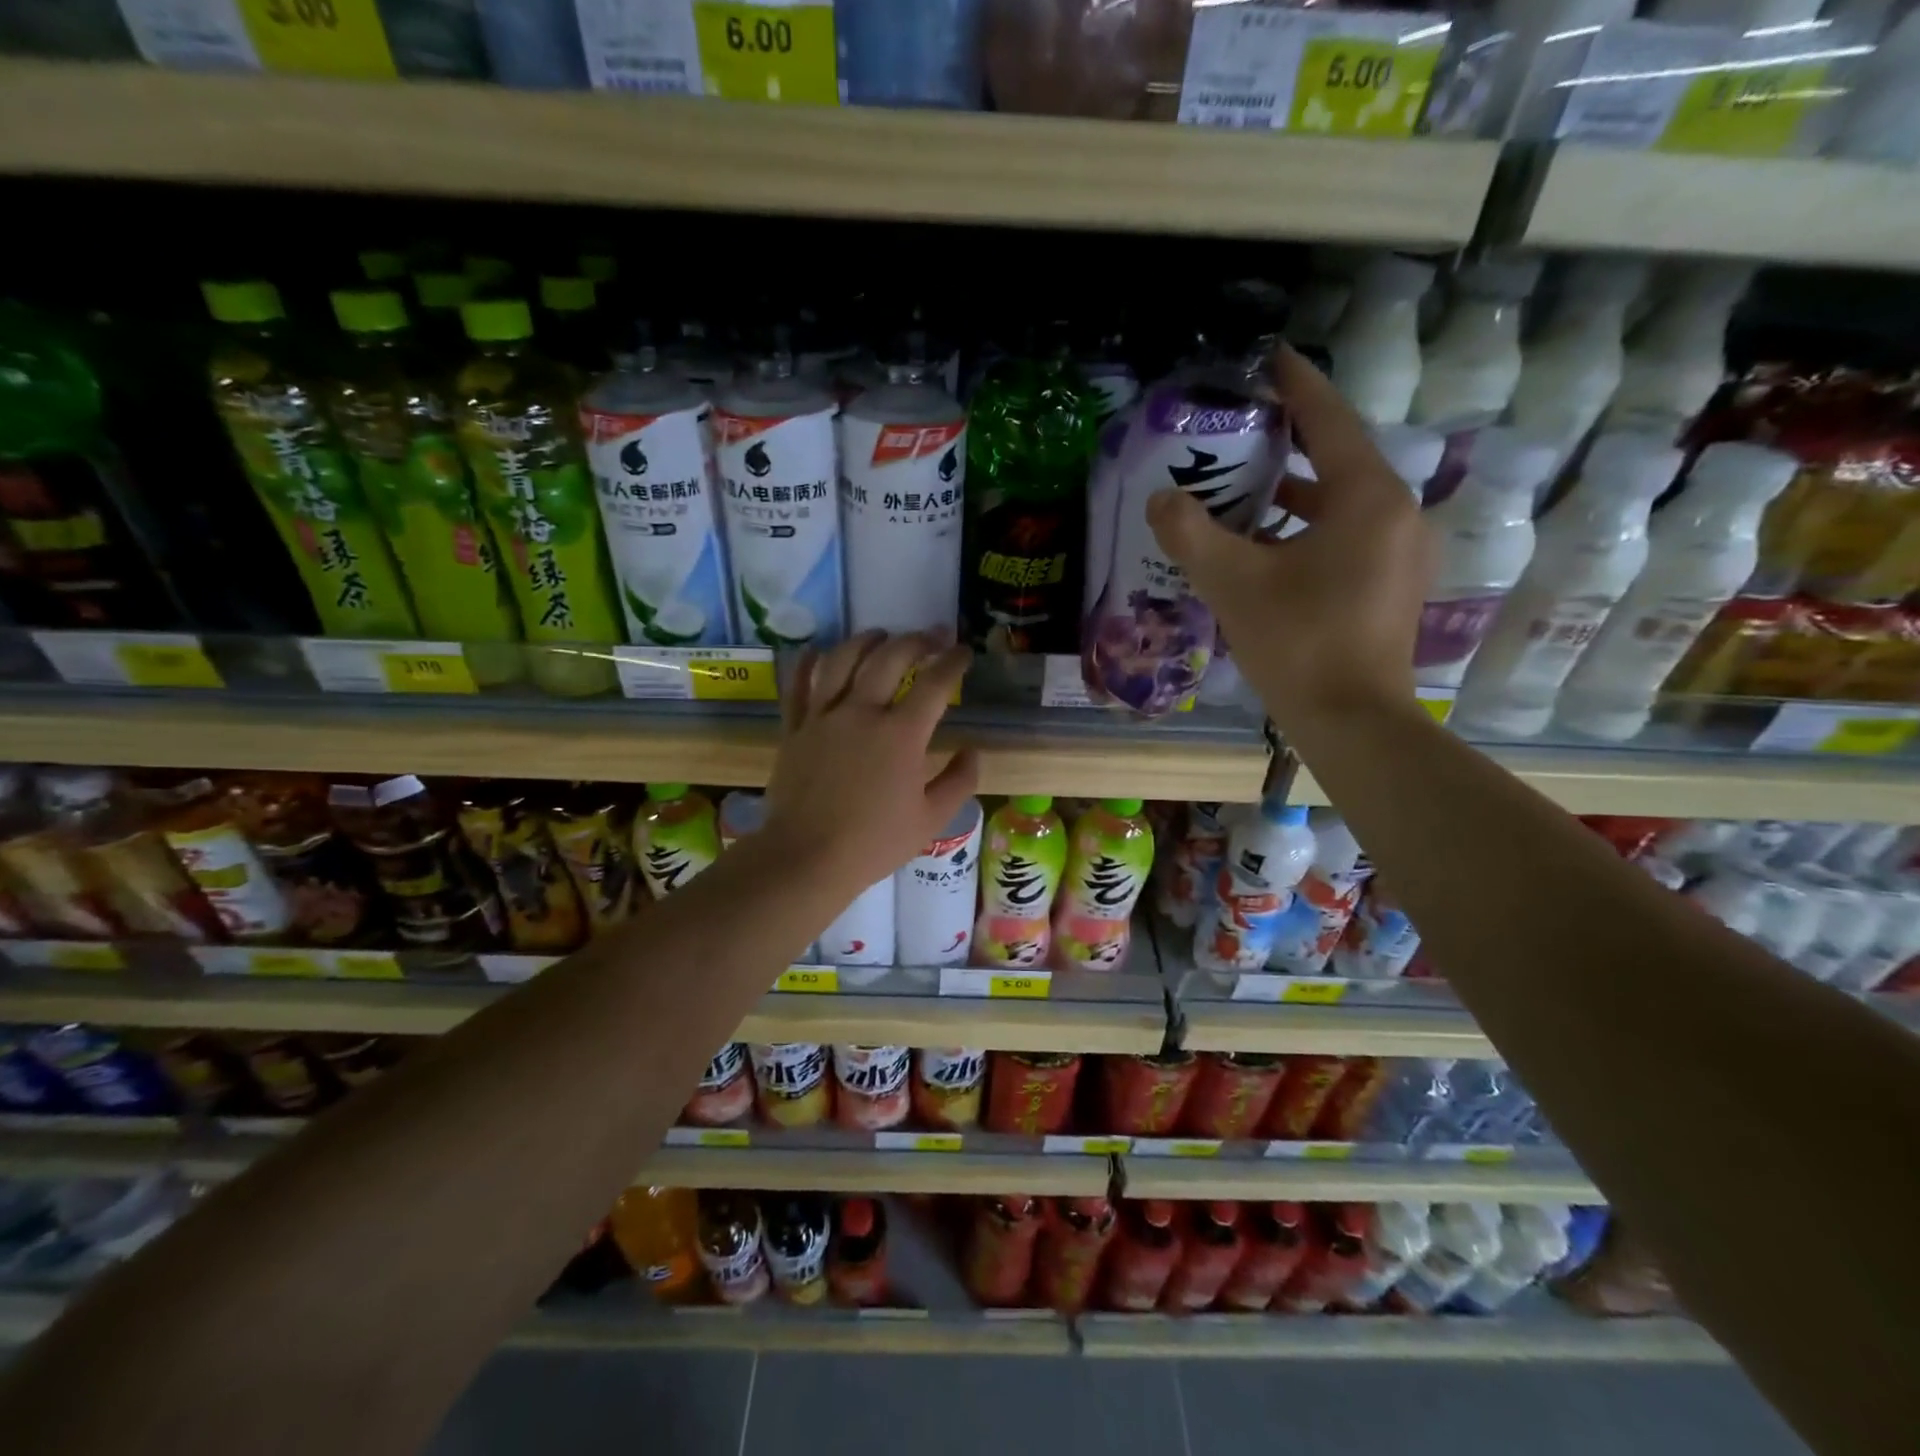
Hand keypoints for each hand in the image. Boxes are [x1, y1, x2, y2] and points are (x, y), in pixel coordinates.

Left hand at [763, 631, 980, 895]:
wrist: (806, 858)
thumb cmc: (874, 843)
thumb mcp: (931, 820)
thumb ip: (959, 781)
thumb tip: (972, 751)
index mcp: (901, 735)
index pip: (934, 683)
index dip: (953, 661)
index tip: (963, 652)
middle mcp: (861, 713)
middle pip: (889, 658)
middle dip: (916, 640)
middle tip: (931, 637)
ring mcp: (822, 717)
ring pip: (842, 660)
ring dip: (865, 641)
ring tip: (880, 635)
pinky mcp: (794, 729)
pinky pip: (798, 685)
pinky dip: (808, 662)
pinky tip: (818, 650)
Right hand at [1147, 347, 1434, 732]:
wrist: (1351, 720)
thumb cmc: (1297, 641)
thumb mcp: (1232, 582)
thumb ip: (1191, 534)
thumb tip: (1160, 499)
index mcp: (1367, 497)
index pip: (1328, 421)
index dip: (1297, 386)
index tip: (1270, 358)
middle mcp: (1395, 513)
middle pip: (1337, 460)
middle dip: (1287, 444)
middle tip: (1239, 431)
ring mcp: (1399, 552)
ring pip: (1340, 503)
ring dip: (1293, 493)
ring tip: (1241, 488)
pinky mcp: (1390, 585)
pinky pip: (1346, 536)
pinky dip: (1307, 528)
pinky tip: (1266, 546)